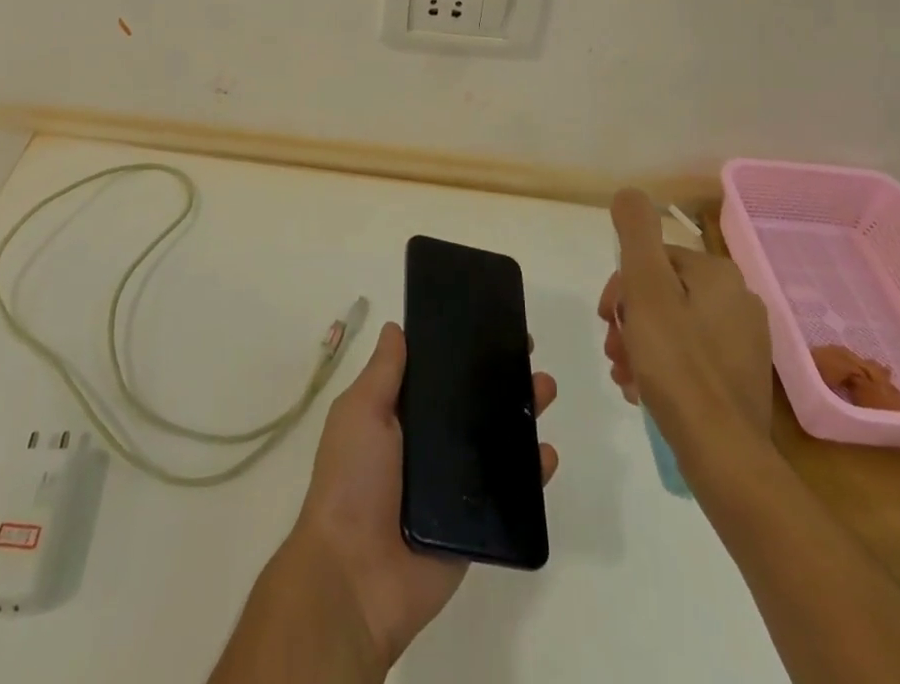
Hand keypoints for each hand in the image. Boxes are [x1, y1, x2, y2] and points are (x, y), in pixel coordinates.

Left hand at [288, 321, 557, 670]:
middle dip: (500, 377)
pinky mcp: (475, 523)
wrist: (356, 576)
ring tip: (544, 389)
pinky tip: (547, 453)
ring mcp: (453, 485)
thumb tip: (397, 328)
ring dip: (522, 414)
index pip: (436, 375)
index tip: (487, 324)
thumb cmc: (352, 480)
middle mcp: (428, 445)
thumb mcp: (360, 412)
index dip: (460, 350)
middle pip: (471, 403)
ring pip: (495, 441)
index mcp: (399, 416)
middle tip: (526, 352)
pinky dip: (531, 473)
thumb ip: (383, 372)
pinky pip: (509, 493)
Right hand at [598, 190, 772, 467]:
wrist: (723, 454)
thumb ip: (637, 234)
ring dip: (640, 343)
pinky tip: (643, 389)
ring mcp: (745, 342)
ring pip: (674, 325)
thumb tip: (629, 192)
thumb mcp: (646, 288)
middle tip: (613, 350)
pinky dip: (662, 366)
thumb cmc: (678, 364)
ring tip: (624, 374)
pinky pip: (691, 356)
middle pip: (663, 292)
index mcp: (719, 274)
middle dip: (629, 318)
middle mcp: (740, 300)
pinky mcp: (742, 377)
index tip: (606, 318)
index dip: (621, 285)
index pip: (655, 259)